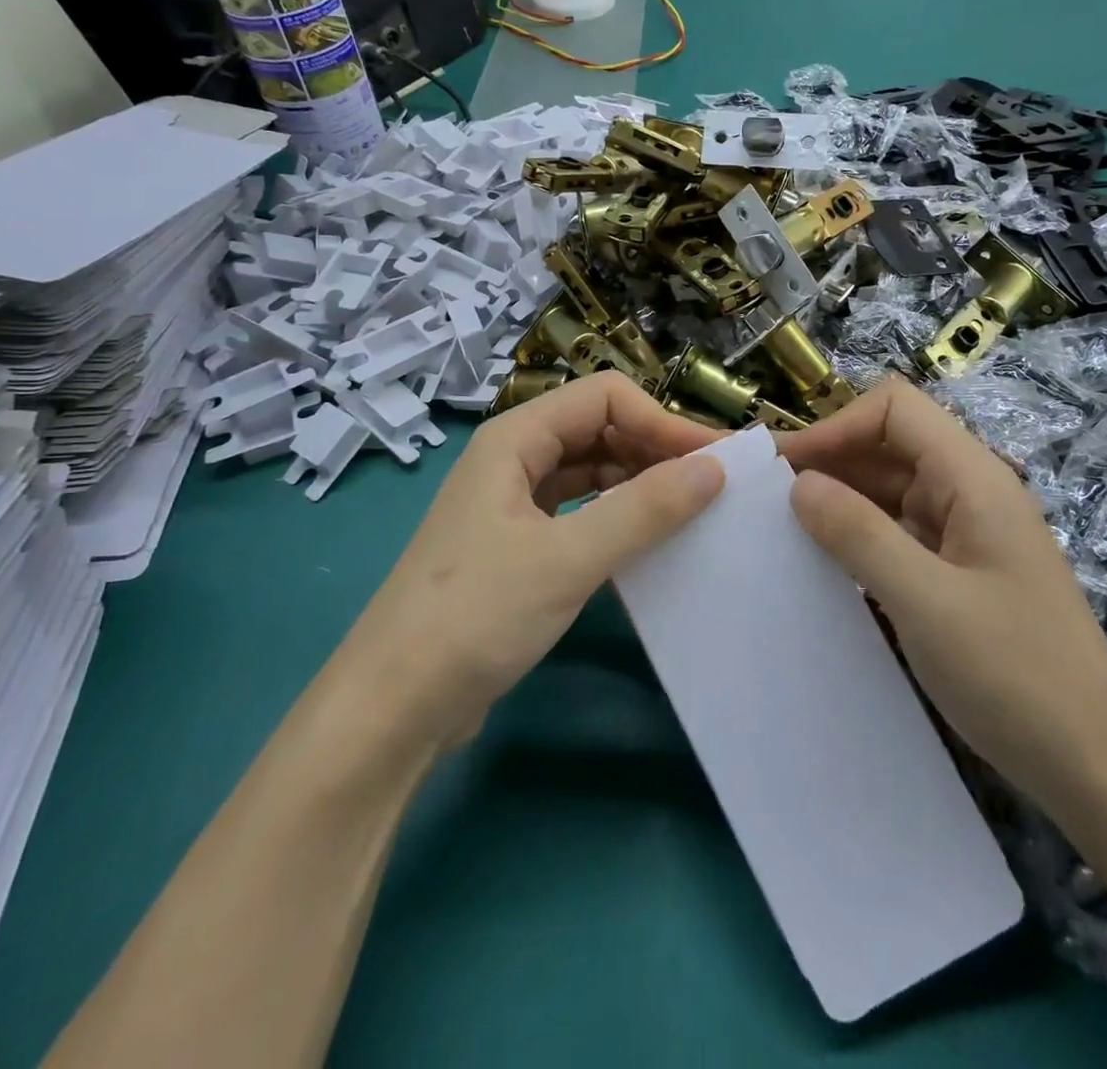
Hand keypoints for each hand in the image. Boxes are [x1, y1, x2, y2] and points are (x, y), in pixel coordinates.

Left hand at [347, 373, 725, 750]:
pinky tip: (646, 541)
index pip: (604, 398)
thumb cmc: (475, 616)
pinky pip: (578, 511)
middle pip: (597, 428)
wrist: (393, 707)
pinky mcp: (516, 546)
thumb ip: (643, 510)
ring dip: (638, 483)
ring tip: (689, 511)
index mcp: (514, 439)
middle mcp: (512, 458)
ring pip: (589, 471)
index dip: (662, 420)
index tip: (713, 462)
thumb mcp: (567, 559)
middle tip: (711, 487)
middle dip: (654, 449)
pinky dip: (615, 516)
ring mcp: (511, 503)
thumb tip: (713, 469)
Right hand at [777, 376, 1106, 815]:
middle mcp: (969, 492)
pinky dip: (857, 536)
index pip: (894, 409)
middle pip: (888, 445)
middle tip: (765, 500)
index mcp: (972, 478)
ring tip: (781, 530)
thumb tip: (799, 484)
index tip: (785, 470)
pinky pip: (897, 532)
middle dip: (828, 462)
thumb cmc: (1016, 677)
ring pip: (888, 490)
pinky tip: (822, 564)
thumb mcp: (926, 602)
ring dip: (838, 501)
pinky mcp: (958, 570)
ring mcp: (965, 532)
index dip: (836, 426)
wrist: (1096, 767)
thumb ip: (858, 534)